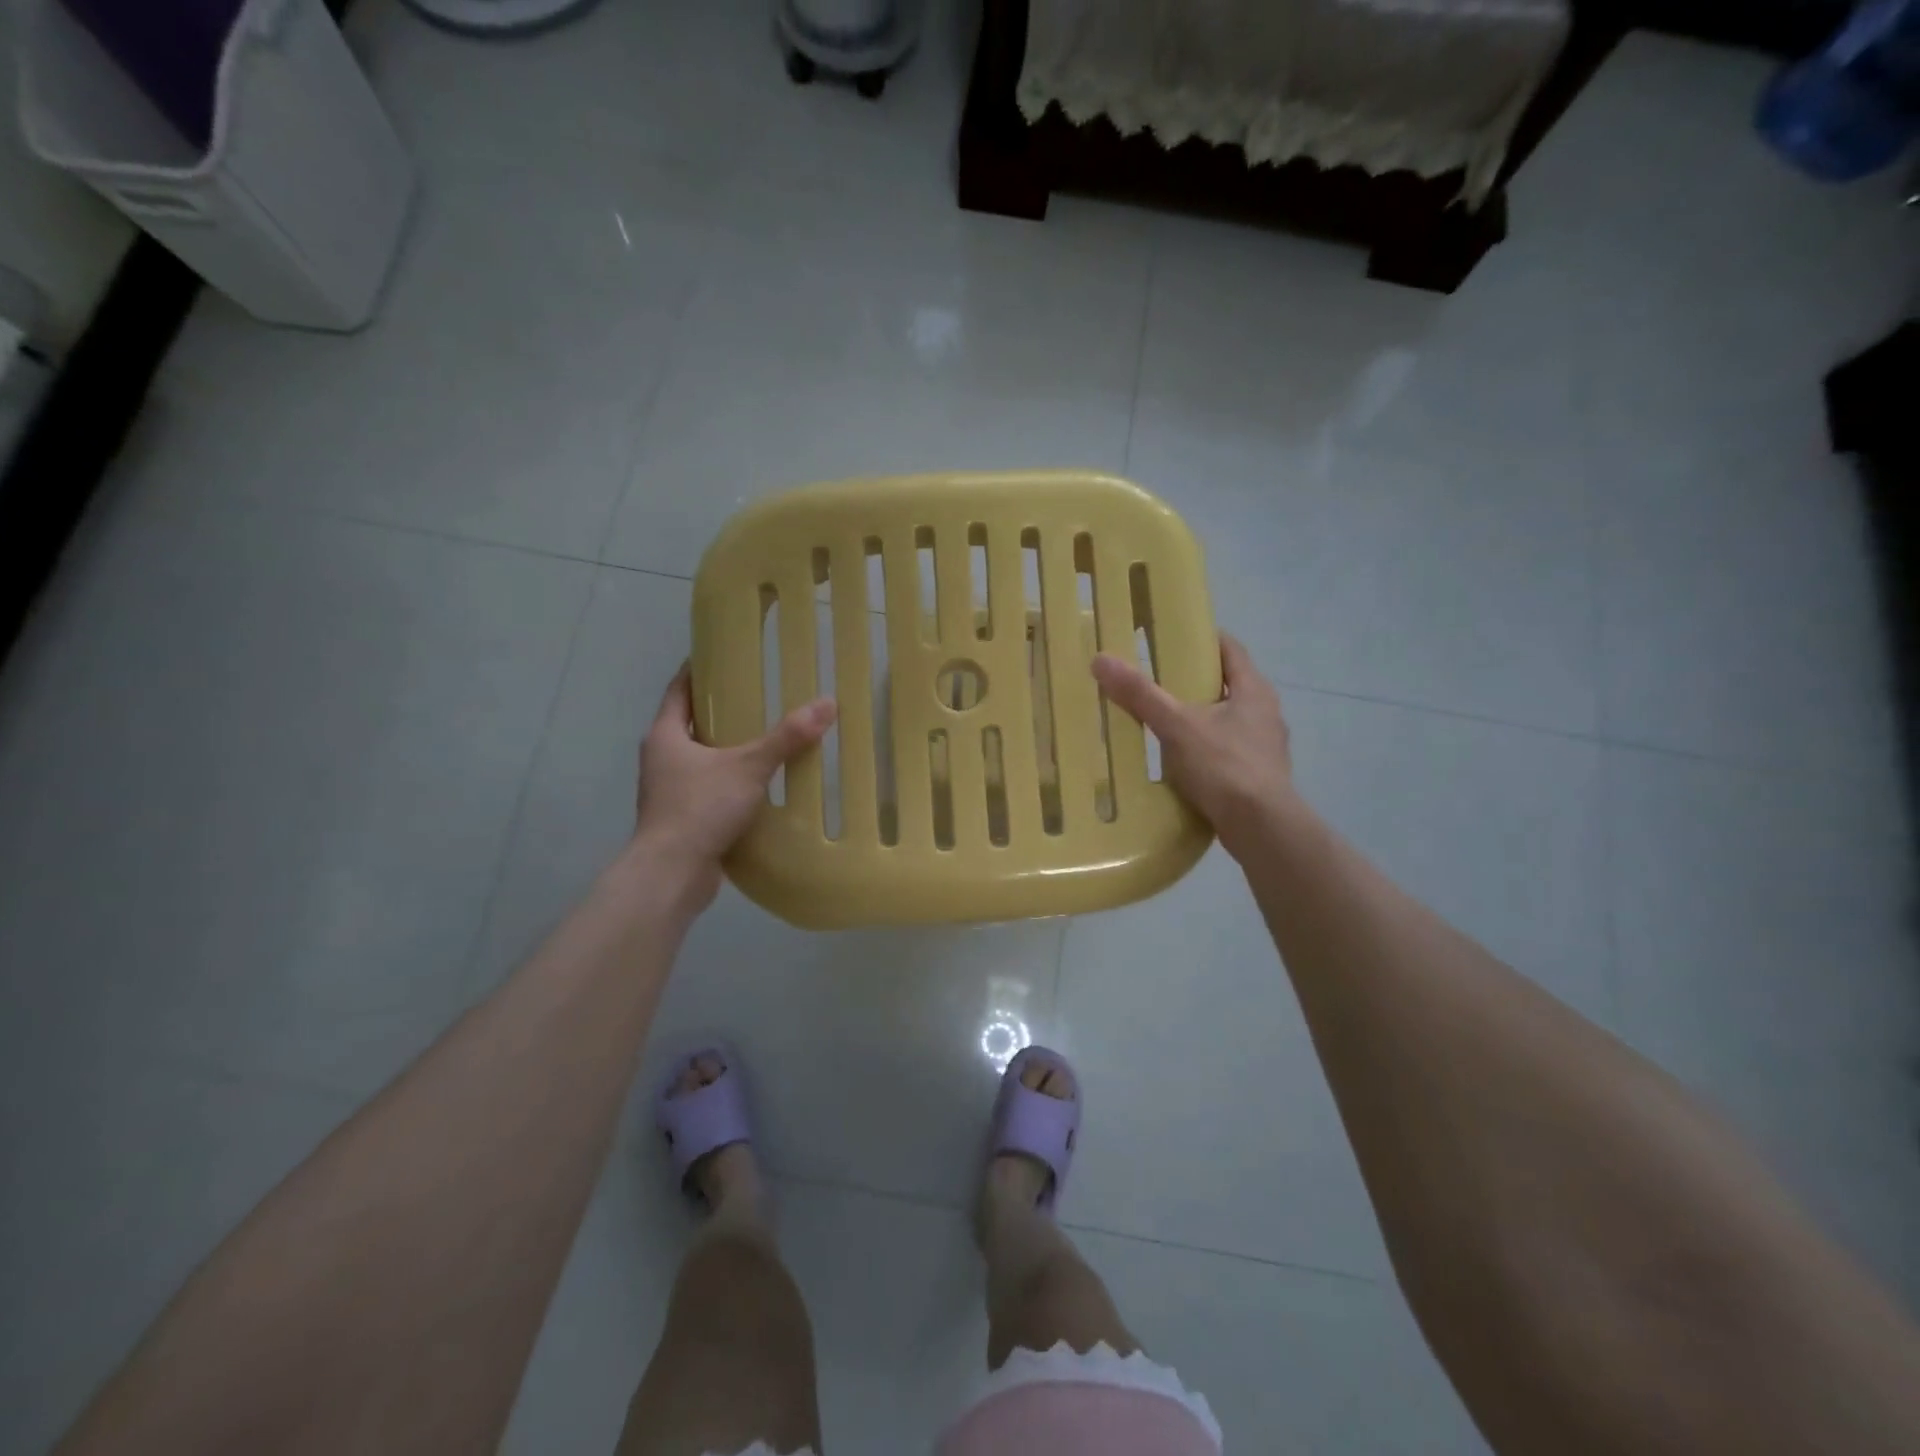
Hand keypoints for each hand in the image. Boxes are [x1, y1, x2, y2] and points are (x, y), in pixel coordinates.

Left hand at [634, 664, 835, 887]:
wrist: (672, 873)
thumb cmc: (700, 808)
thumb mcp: (749, 767)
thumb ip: (787, 737)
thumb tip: (827, 703)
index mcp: (665, 735)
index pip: (679, 689)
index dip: (698, 670)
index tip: (723, 655)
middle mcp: (661, 758)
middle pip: (690, 723)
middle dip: (720, 710)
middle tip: (759, 695)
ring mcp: (669, 790)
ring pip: (700, 758)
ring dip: (727, 748)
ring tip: (766, 737)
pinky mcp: (682, 817)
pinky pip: (708, 788)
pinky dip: (730, 780)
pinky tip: (760, 783)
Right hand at [1091, 632, 1293, 855]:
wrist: (1261, 827)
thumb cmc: (1224, 766)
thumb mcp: (1176, 726)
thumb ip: (1141, 695)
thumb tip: (1101, 660)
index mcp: (1253, 690)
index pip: (1230, 649)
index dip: (1203, 639)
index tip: (1173, 637)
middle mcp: (1265, 713)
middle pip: (1229, 685)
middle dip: (1195, 681)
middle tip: (1158, 680)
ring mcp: (1265, 747)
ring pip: (1228, 720)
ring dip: (1200, 717)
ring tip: (1164, 721)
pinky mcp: (1258, 776)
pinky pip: (1227, 751)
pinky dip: (1205, 749)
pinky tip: (1181, 761)